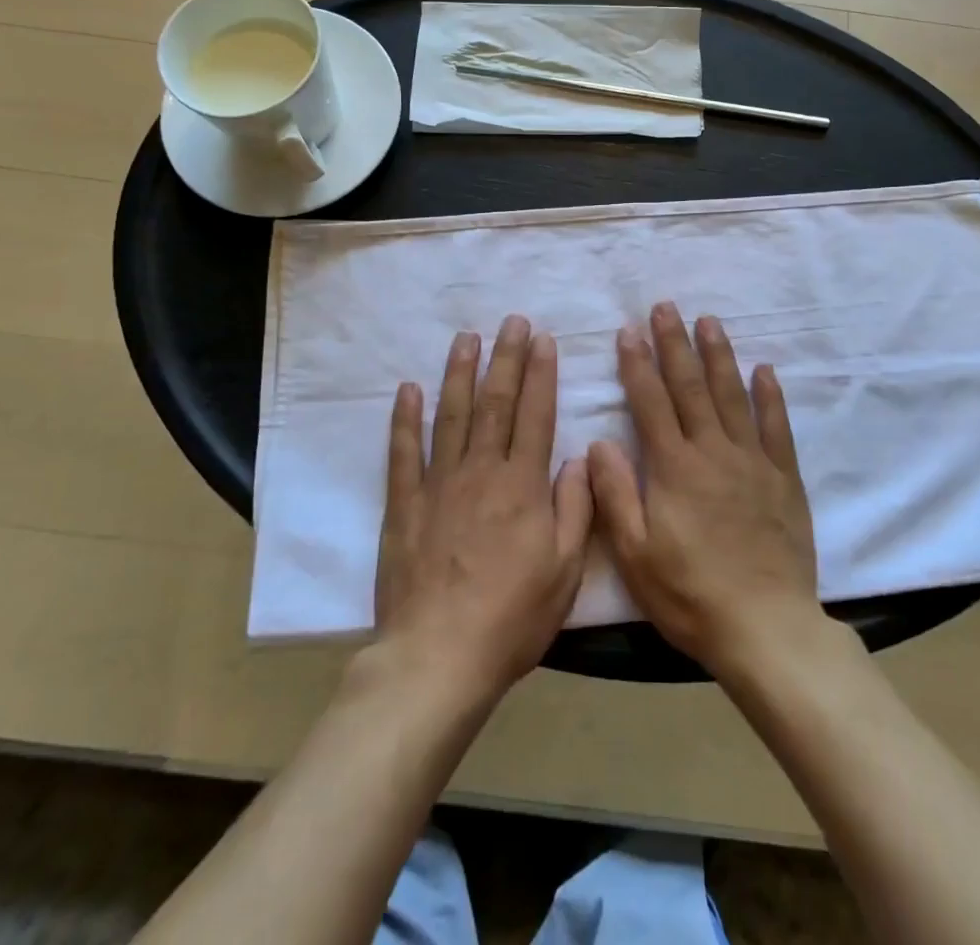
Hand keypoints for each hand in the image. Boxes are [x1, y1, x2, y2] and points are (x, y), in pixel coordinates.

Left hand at [373, 315, 592, 701]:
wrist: (437, 658)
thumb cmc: (511, 619)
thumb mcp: (565, 571)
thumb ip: (574, 509)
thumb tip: (576, 460)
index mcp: (522, 486)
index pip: (535, 415)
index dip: (541, 373)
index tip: (543, 339)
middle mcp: (481, 472)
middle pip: (495, 403)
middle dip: (505, 358)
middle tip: (511, 322)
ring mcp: (438, 485)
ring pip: (450, 416)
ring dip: (459, 373)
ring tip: (466, 338)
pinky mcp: (404, 505)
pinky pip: (403, 453)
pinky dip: (405, 419)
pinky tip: (408, 389)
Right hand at [588, 301, 820, 677]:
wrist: (766, 628)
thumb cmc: (691, 595)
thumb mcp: (635, 555)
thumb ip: (615, 495)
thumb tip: (598, 443)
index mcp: (674, 468)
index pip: (651, 403)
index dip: (637, 364)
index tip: (628, 331)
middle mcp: (713, 452)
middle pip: (691, 387)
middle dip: (675, 344)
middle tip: (666, 307)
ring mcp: (753, 461)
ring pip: (733, 395)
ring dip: (719, 355)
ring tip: (708, 321)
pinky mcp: (784, 478)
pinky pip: (777, 427)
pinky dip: (770, 396)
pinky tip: (764, 369)